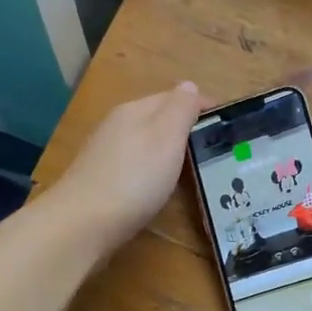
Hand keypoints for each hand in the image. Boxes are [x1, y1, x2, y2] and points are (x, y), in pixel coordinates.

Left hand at [48, 83, 203, 258]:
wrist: (82, 225)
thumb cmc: (133, 178)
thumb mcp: (166, 137)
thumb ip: (180, 109)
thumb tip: (189, 85)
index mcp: (135, 111)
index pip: (174, 97)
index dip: (203, 107)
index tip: (229, 124)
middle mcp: (117, 127)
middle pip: (158, 120)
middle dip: (185, 129)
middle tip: (216, 149)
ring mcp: (106, 155)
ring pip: (145, 144)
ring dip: (168, 151)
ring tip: (193, 169)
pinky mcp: (100, 183)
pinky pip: (135, 167)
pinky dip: (152, 171)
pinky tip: (159, 188)